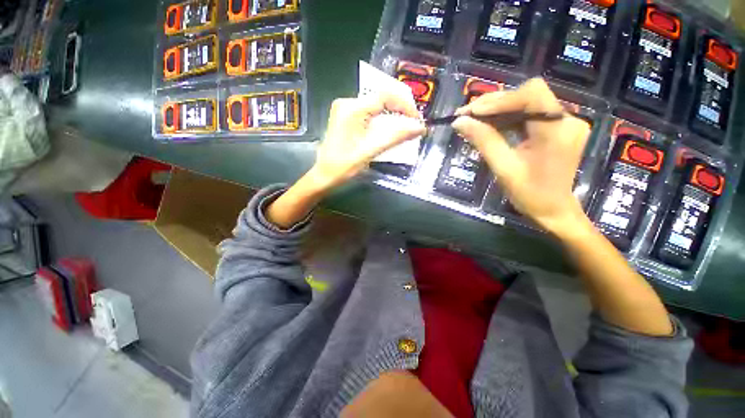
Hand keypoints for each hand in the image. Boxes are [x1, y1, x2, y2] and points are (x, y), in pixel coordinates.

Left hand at [309, 93, 425, 190]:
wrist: (324, 175)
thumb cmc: (344, 165)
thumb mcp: (371, 150)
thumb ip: (396, 136)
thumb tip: (420, 127)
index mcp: (352, 108)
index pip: (385, 96)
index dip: (405, 105)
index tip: (417, 120)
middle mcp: (347, 103)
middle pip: (381, 100)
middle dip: (399, 111)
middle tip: (413, 125)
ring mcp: (345, 110)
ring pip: (375, 107)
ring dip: (391, 117)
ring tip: (404, 129)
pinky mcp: (345, 119)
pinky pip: (369, 115)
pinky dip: (381, 122)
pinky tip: (389, 131)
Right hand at [452, 78, 590, 234]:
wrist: (554, 211)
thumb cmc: (530, 194)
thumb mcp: (503, 168)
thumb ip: (484, 141)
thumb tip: (459, 122)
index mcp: (557, 130)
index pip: (531, 95)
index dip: (500, 100)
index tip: (472, 112)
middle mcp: (566, 120)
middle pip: (528, 96)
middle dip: (495, 104)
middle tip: (466, 115)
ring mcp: (563, 123)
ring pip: (526, 104)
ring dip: (498, 111)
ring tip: (472, 120)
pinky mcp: (556, 129)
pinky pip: (528, 116)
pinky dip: (506, 119)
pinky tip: (489, 127)